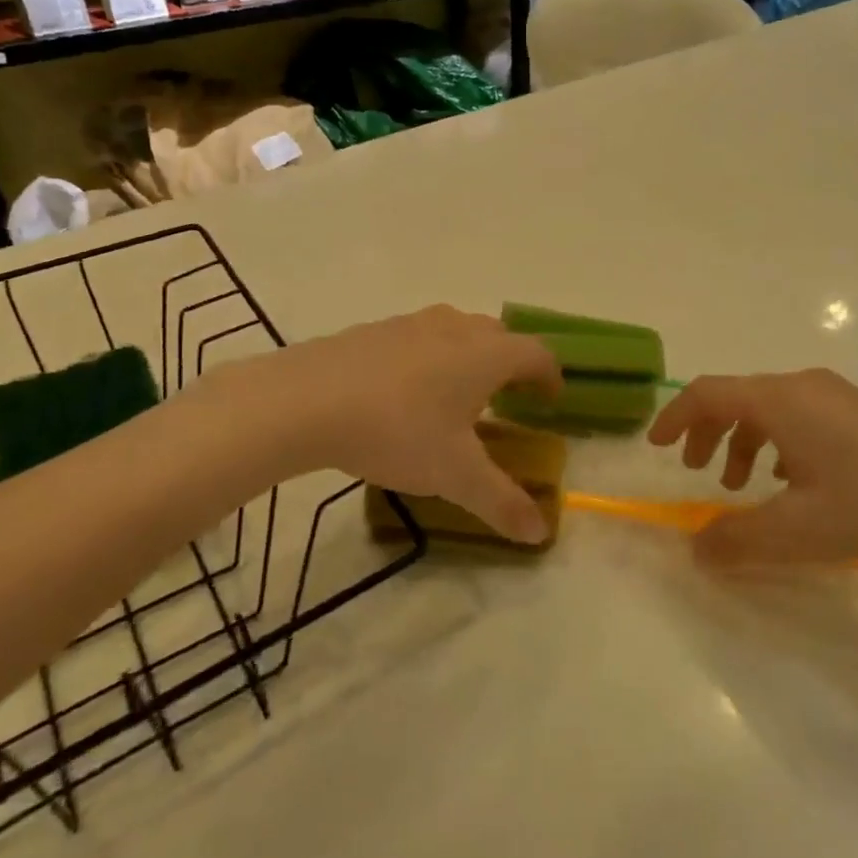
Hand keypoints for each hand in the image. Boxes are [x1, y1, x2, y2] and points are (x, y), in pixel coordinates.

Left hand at [256, 306, 562, 543]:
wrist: (307, 400)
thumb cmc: (398, 431)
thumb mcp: (454, 474)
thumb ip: (501, 502)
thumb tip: (541, 533)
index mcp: (486, 355)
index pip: (536, 354)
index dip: (550, 376)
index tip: (550, 399)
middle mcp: (455, 328)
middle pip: (499, 335)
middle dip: (511, 363)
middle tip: (507, 397)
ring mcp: (411, 324)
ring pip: (456, 330)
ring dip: (469, 355)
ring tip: (457, 392)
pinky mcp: (374, 330)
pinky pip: (417, 337)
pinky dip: (428, 357)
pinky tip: (405, 390)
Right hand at [647, 369, 857, 566]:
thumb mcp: (801, 530)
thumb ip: (739, 539)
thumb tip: (695, 549)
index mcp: (780, 401)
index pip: (707, 393)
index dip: (675, 417)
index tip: (657, 448)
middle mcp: (803, 386)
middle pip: (736, 397)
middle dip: (708, 433)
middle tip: (698, 471)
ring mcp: (836, 395)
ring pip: (769, 408)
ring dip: (743, 441)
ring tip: (745, 487)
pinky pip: (799, 415)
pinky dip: (777, 442)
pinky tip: (794, 482)